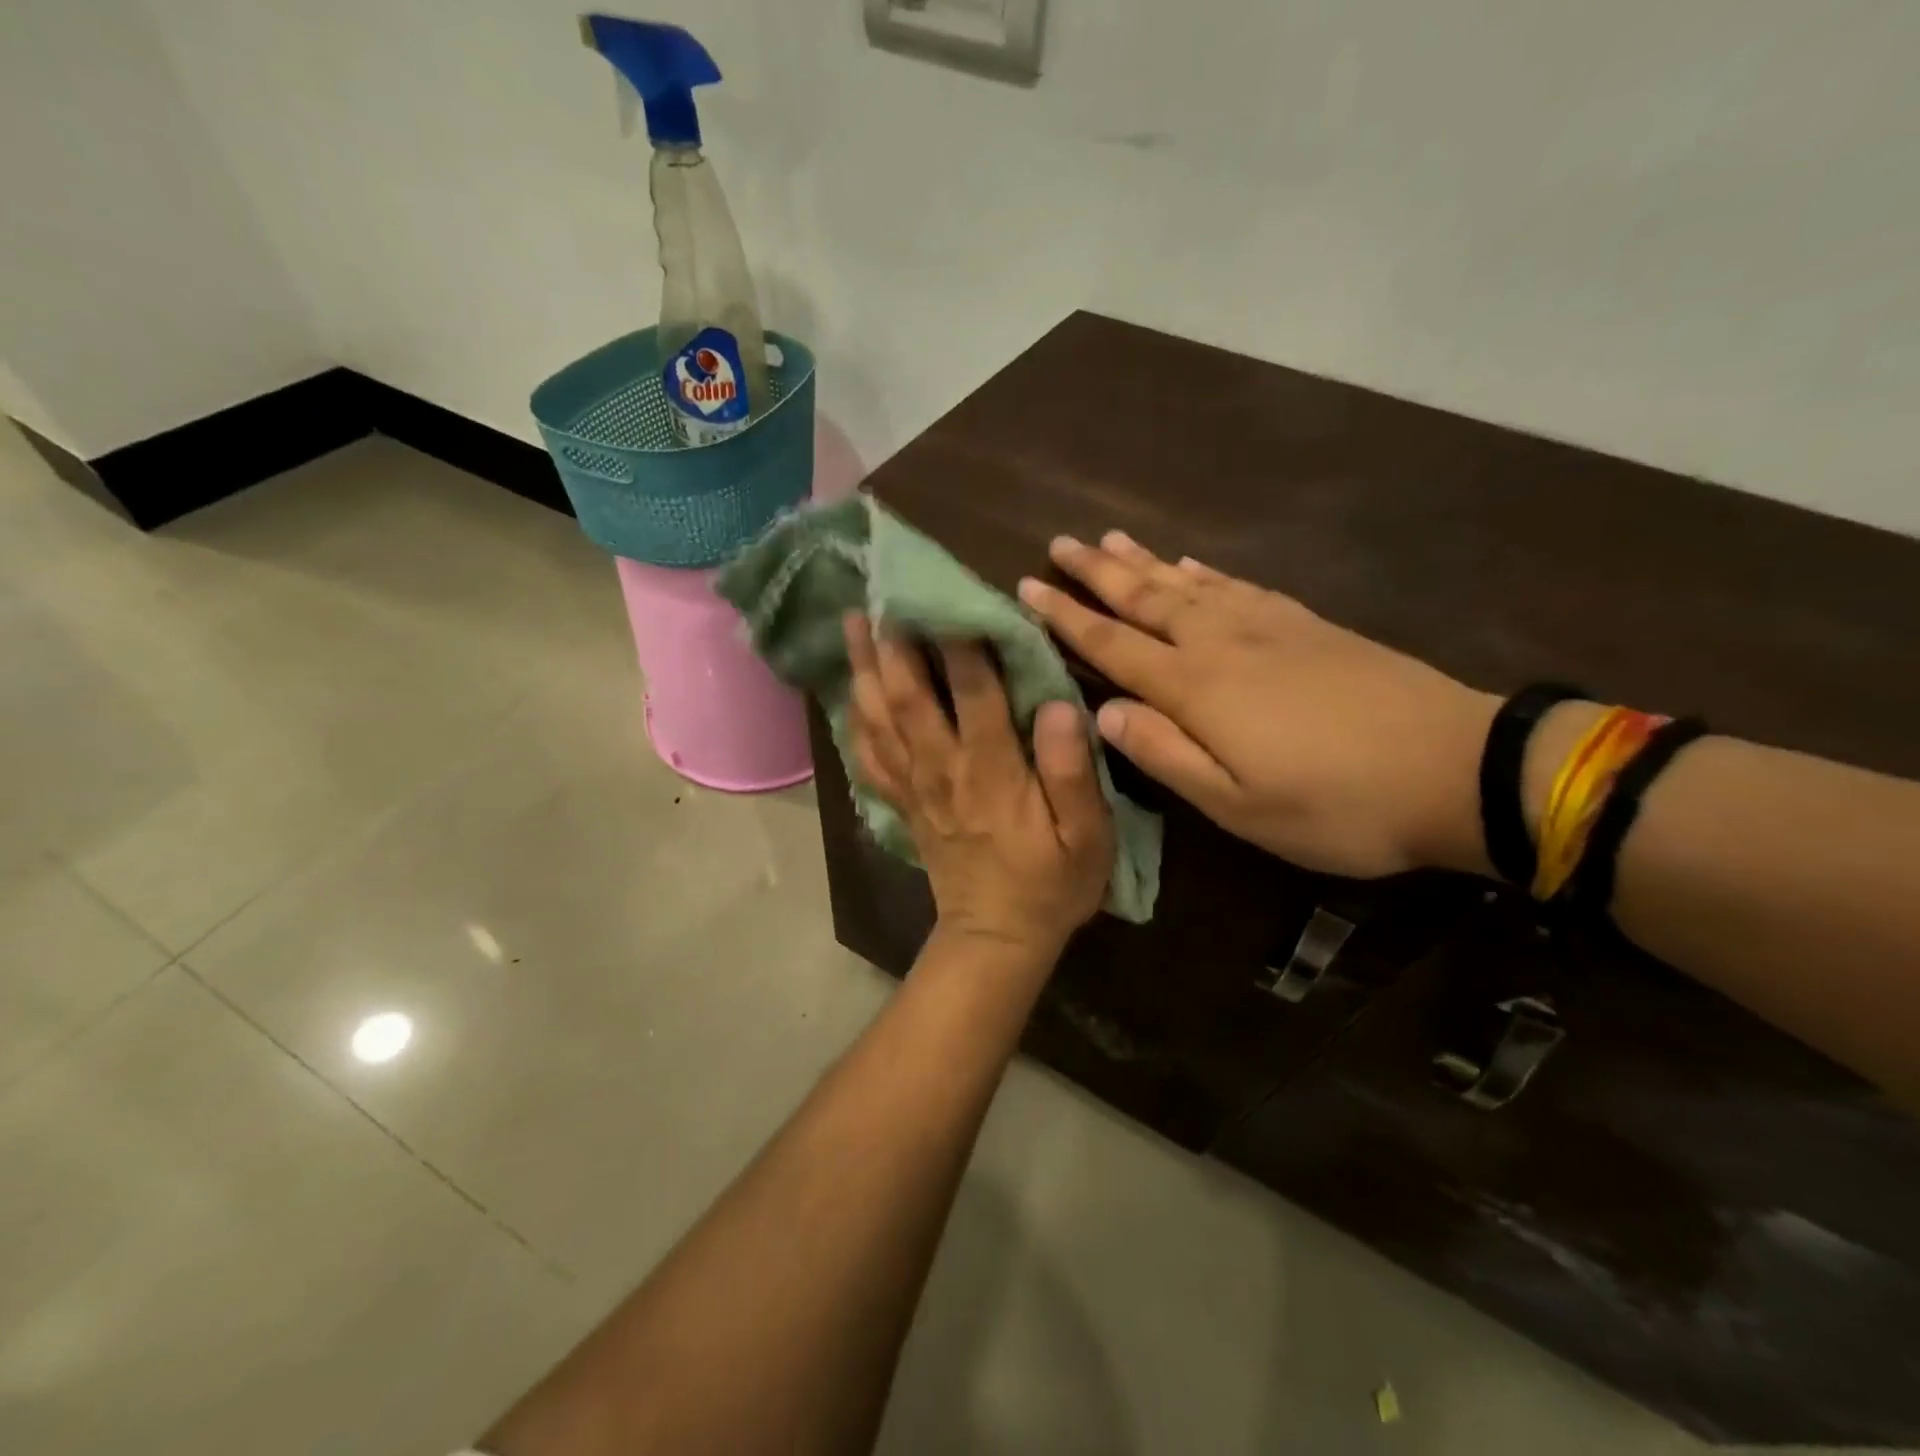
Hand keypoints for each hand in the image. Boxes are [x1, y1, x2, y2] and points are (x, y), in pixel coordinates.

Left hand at [844, 613, 1114, 954]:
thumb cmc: (1051, 884)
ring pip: (879, 718)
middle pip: (908, 696)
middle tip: (881, 591)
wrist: (996, 937)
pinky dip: (854, 719)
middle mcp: (943, 769)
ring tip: (851, 622)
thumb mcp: (1088, 837)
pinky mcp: (902, 802)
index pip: (972, 692)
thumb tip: (1056, 705)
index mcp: (992, 771)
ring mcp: (915, 786)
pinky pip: (868, 756)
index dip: (960, 640)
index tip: (951, 591)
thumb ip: (1072, 772)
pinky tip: (848, 692)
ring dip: (863, 668)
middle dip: (893, 641)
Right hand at [1018, 533, 1497, 878]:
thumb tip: (1103, 714)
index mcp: (1197, 688)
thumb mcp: (1238, 805)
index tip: (1027, 588)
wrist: (1455, 767)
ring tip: (1110, 538)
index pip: (1113, 645)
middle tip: (1059, 544)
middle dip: (1097, 572)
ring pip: (1189, 583)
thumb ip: (1165, 755)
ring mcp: (1268, 627)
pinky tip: (1192, 564)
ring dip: (1144, 561)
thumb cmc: (1335, 803)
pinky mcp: (1307, 624)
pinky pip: (1239, 586)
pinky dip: (1205, 572)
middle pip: (1146, 599)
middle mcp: (1222, 643)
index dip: (1066, 618)